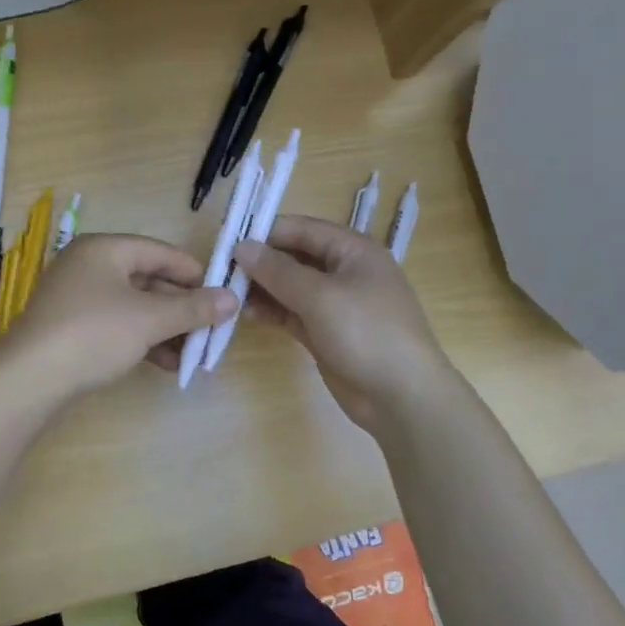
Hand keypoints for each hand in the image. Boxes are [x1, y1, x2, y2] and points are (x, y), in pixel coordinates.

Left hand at [2, 234, 236, 398]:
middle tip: (211, 328)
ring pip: (133, 306)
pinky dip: (142, 340)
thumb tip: (233, 299)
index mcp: (104, 249)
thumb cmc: (94, 334)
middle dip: (181, 307)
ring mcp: (76, 297)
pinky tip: (167, 364)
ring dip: (165, 328)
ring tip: (194, 352)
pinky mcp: (70, 328)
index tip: (221, 294)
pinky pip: (117, 325)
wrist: (29, 380)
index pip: (160, 251)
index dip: (194, 272)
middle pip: (147, 279)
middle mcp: (88, 266)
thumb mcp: (150, 320)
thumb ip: (193, 308)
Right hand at [233, 214, 453, 435]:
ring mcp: (337, 304)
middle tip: (222, 270)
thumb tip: (242, 246)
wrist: (403, 396)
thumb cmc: (366, 332)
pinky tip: (247, 314)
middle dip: (262, 262)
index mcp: (353, 250)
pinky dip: (274, 311)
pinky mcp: (328, 333)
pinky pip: (295, 313)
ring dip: (264, 288)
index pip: (303, 229)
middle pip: (296, 256)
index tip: (229, 241)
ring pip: (292, 287)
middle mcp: (345, 271)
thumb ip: (278, 270)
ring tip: (229, 294)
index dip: (266, 232)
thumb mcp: (320, 296)